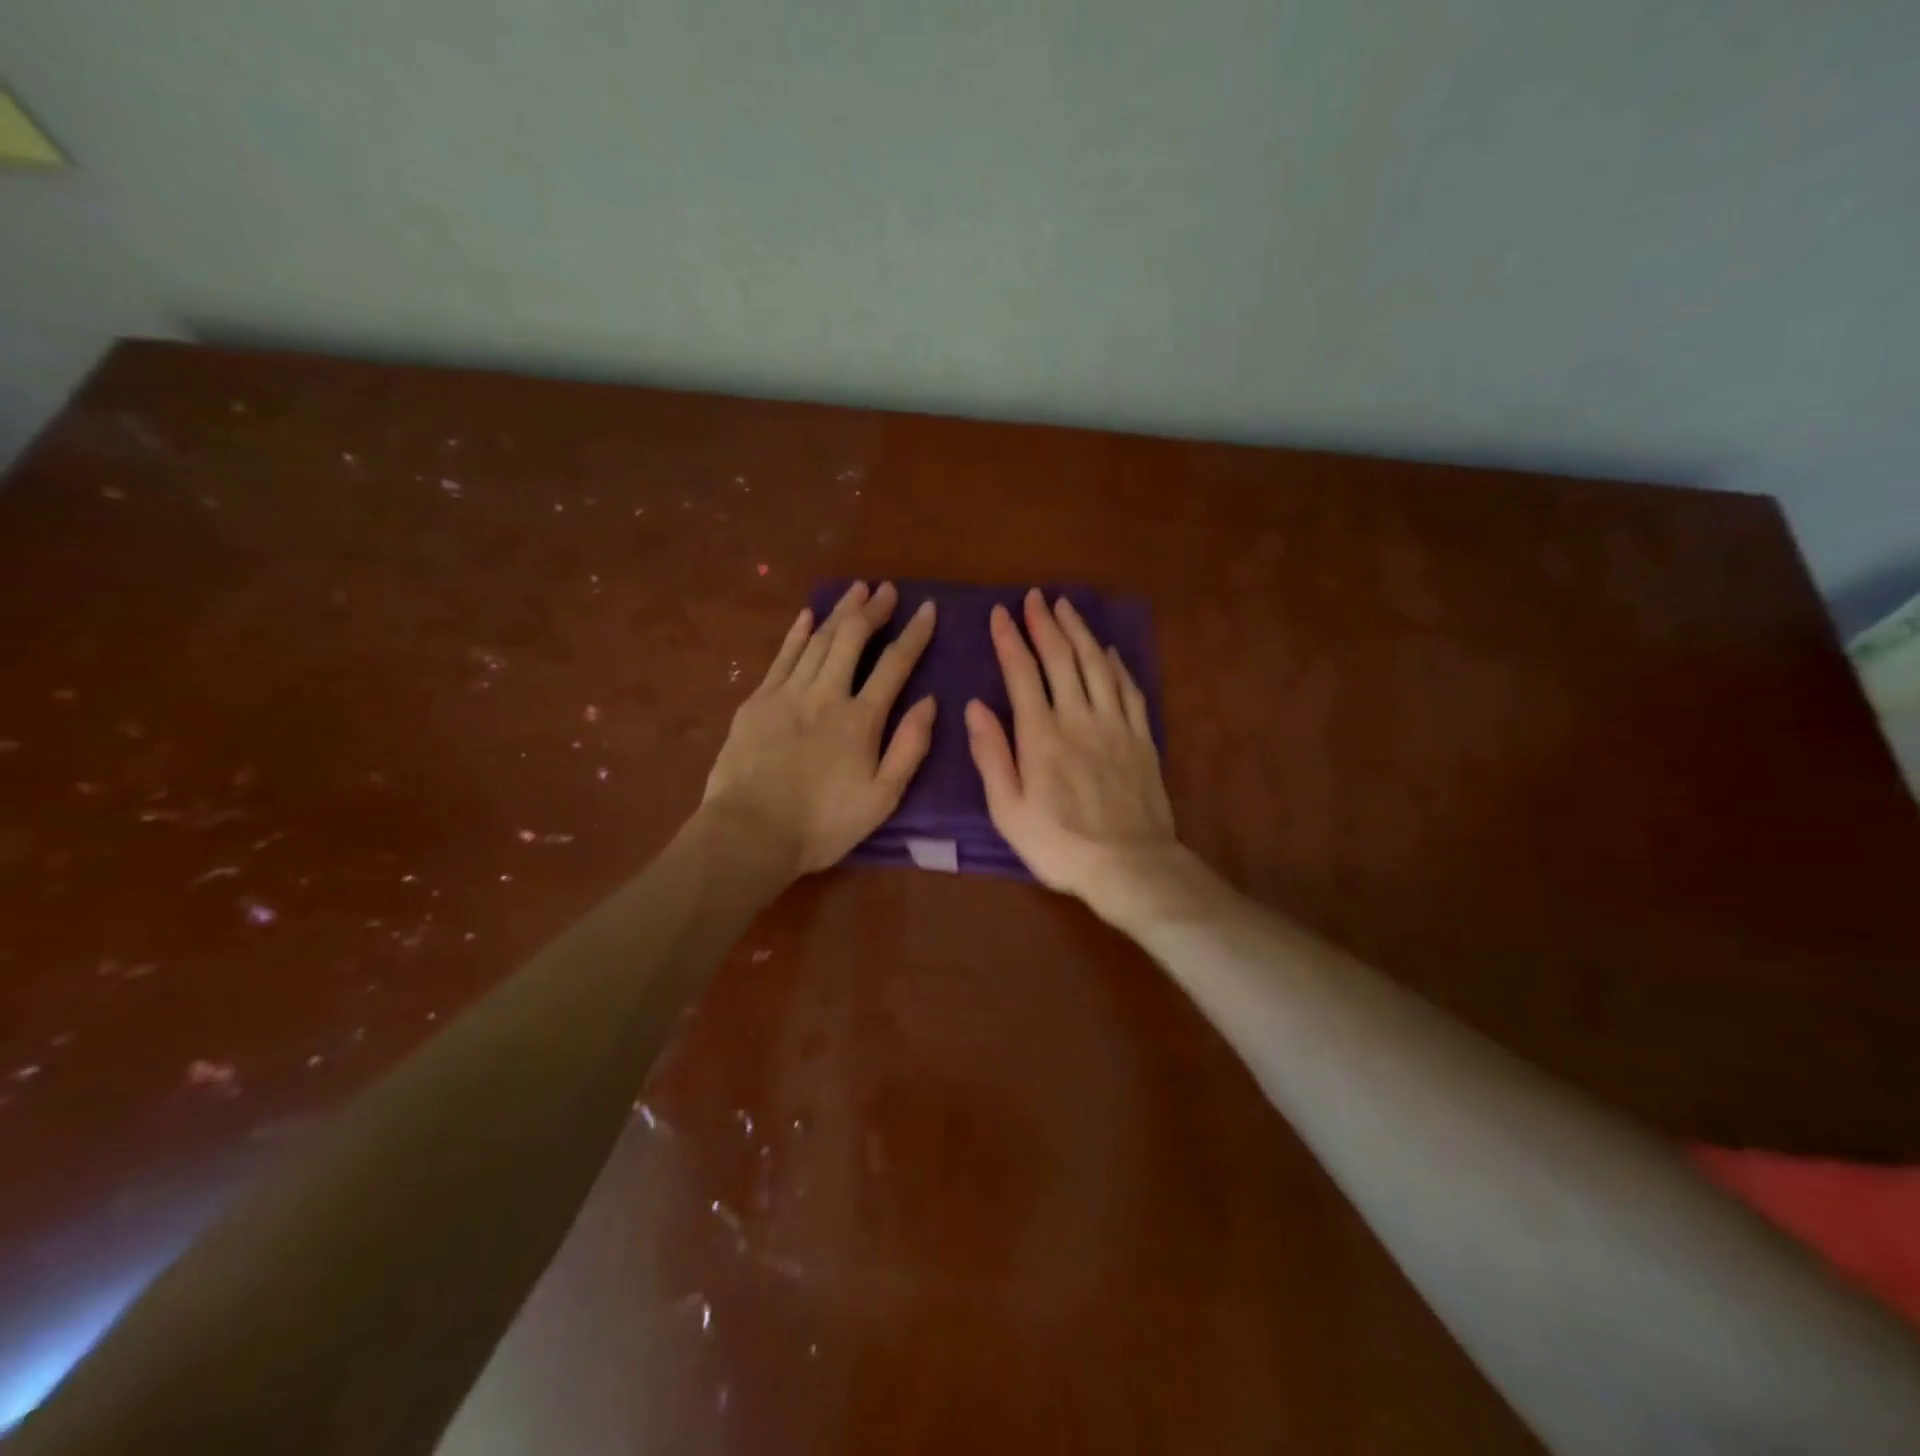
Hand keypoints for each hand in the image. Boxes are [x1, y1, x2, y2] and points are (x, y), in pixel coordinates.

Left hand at [703, 581, 936, 876]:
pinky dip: (797, 633)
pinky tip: (807, 616)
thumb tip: (929, 701)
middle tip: (888, 589)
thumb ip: (909, 747)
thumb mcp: (882, 798)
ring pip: (818, 640)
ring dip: (839, 612)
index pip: (895, 665)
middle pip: (853, 639)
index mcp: (861, 719)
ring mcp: (787, 693)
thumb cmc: (823, 824)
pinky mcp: (757, 702)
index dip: (914, 634)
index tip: (927, 609)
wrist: (750, 833)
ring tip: (856, 589)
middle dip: (873, 610)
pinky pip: (782, 656)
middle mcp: (826, 694)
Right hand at [965, 589, 1187, 923]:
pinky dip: (1115, 664)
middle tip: (1036, 597)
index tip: (1000, 614)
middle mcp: (1078, 718)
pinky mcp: (1141, 737)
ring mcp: (1114, 725)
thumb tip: (975, 707)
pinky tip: (1107, 650)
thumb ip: (991, 755)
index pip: (1022, 673)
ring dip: (1080, 632)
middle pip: (1062, 658)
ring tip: (1067, 607)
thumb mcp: (1008, 810)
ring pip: (1096, 665)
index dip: (1010, 640)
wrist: (1129, 865)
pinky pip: (1128, 689)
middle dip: (1046, 624)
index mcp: (1041, 735)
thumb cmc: (1058, 845)